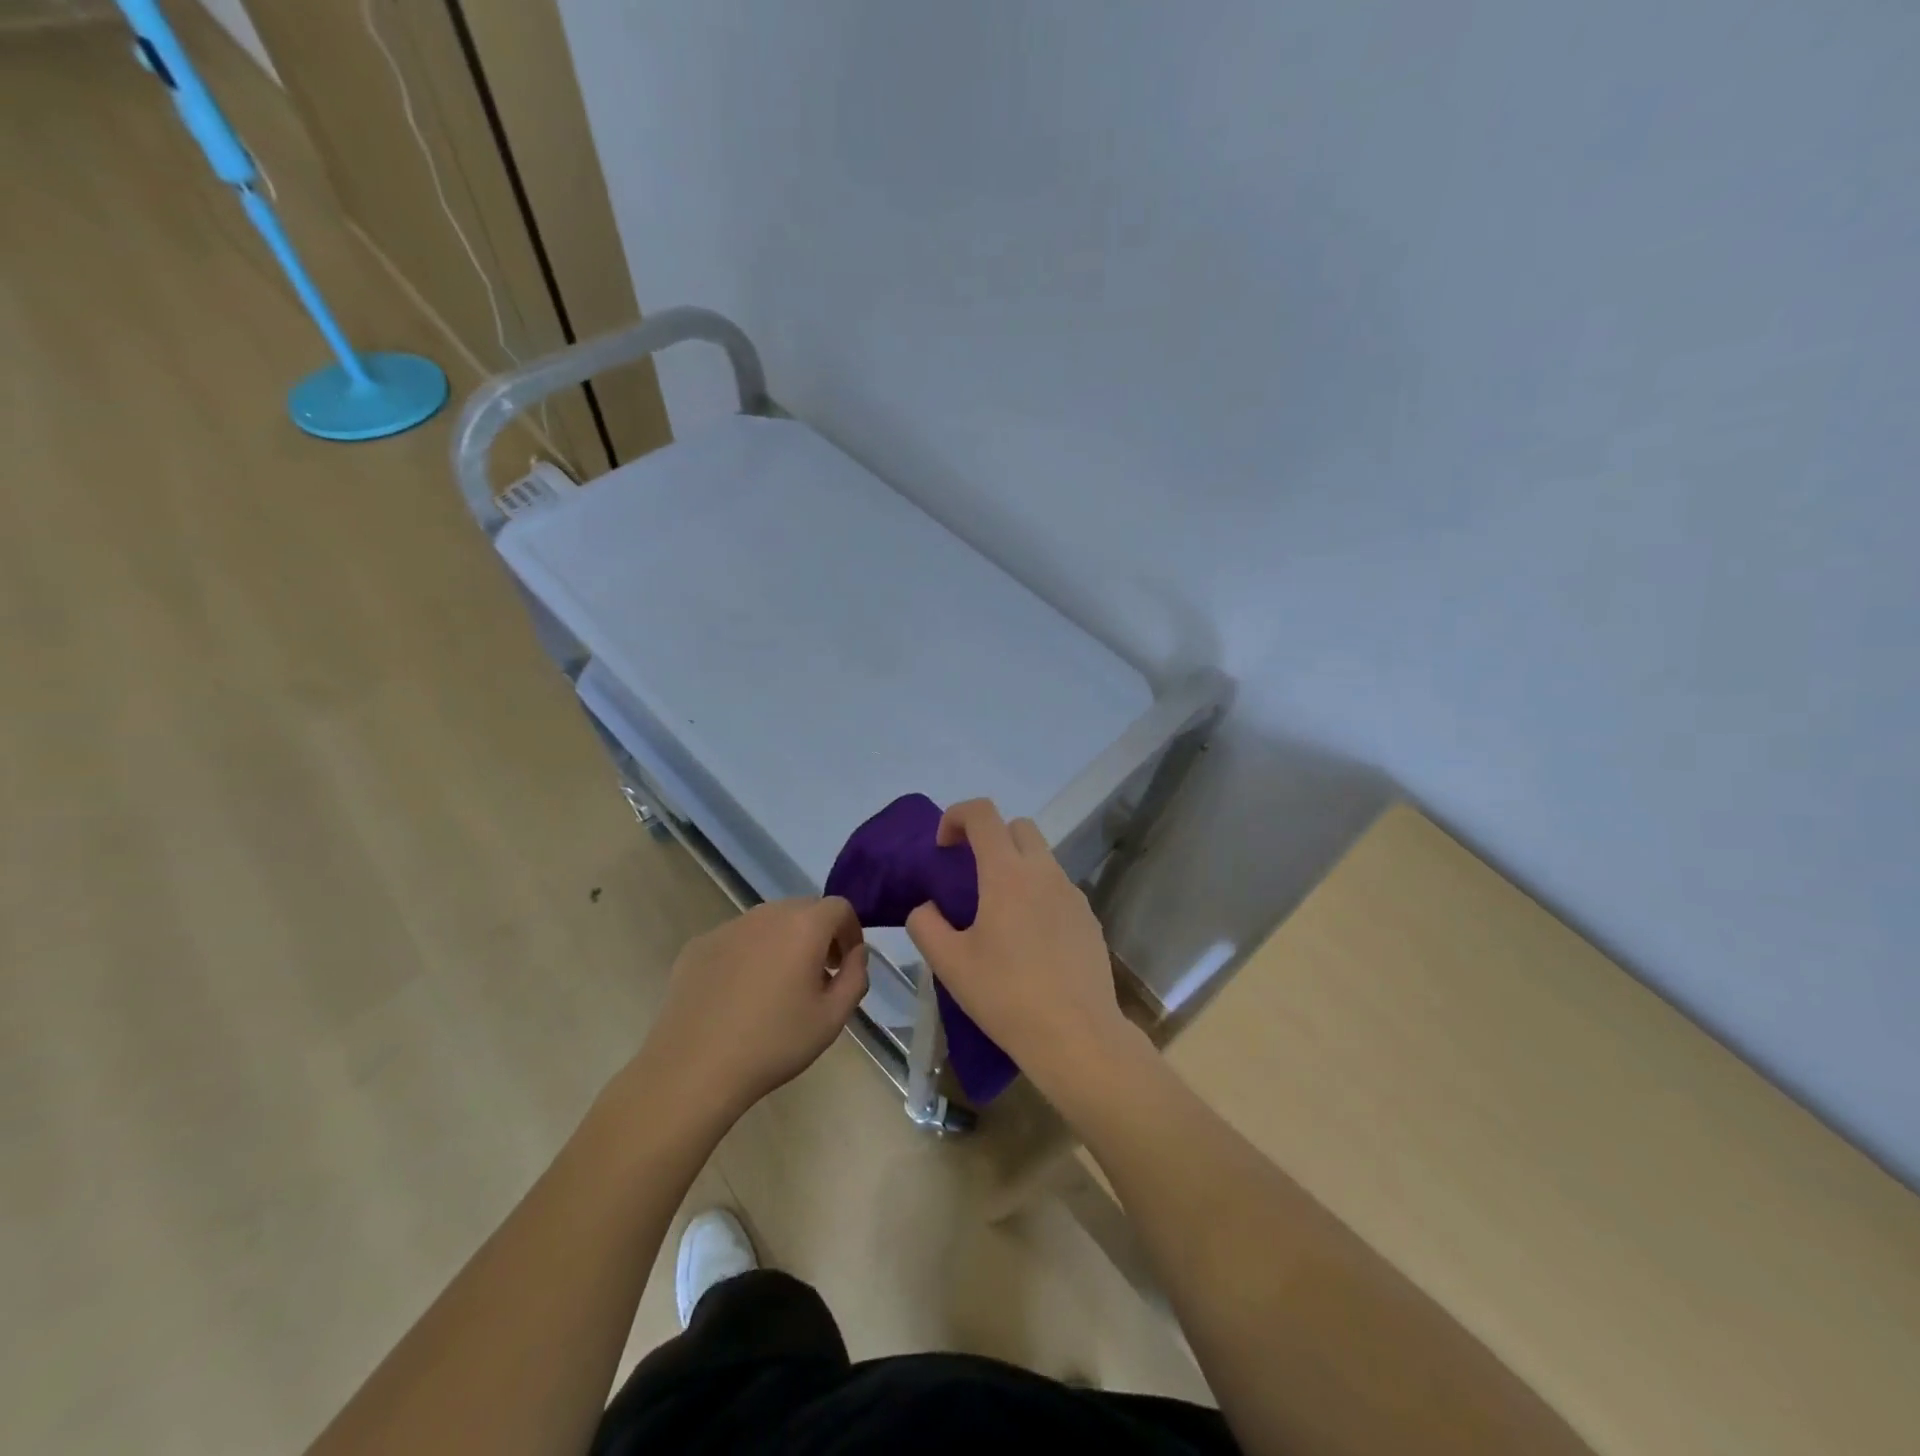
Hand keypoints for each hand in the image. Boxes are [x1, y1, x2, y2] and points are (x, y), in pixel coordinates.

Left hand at [640, 898, 868, 1121]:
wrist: (693, 1068)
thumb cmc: (773, 1043)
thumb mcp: (833, 1018)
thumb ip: (856, 977)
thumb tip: (856, 954)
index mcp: (803, 926)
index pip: (839, 908)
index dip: (851, 932)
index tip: (846, 964)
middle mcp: (766, 914)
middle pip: (804, 910)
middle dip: (819, 935)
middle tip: (817, 976)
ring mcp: (728, 927)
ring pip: (768, 923)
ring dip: (783, 943)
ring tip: (778, 987)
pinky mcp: (698, 945)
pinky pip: (736, 939)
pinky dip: (749, 955)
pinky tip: (739, 996)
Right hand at [905, 799, 1136, 1101]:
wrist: (1077, 1036)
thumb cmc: (1006, 996)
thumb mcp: (950, 964)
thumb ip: (926, 925)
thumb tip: (928, 908)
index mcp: (1007, 874)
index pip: (983, 814)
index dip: (957, 816)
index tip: (943, 847)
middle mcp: (1044, 872)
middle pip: (1018, 827)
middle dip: (990, 837)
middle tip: (970, 876)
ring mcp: (1073, 894)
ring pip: (1042, 858)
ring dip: (1016, 867)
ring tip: (999, 914)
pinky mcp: (1089, 918)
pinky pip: (1058, 889)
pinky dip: (1038, 895)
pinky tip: (1030, 941)